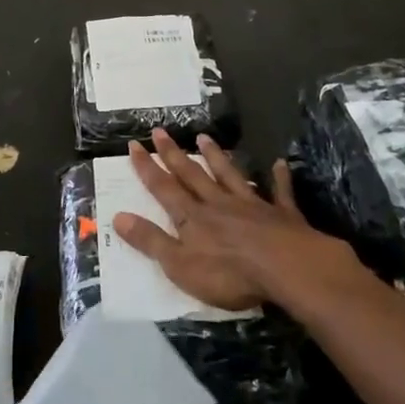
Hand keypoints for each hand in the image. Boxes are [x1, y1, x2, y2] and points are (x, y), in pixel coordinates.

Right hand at [112, 129, 347, 311]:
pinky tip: (279, 164)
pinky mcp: (282, 214)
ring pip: (229, 176)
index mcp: (192, 217)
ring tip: (204, 138)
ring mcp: (251, 205)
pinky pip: (279, 192)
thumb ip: (150, 240)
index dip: (147, 168)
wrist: (287, 267)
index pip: (163, 188)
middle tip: (160, 130)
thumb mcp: (179, 264)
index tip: (134, 144)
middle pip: (192, 175)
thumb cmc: (229, 273)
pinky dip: (278, 178)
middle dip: (173, 154)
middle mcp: (218, 203)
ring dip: (216, 157)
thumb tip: (118, 217)